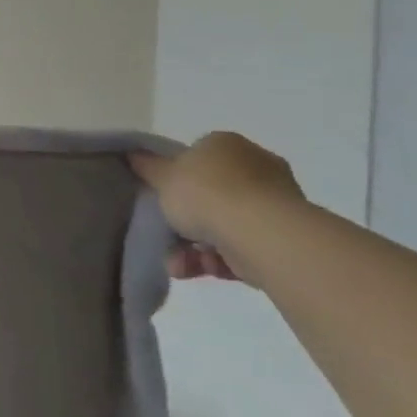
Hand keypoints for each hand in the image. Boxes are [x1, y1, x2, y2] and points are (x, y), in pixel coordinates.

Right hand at [131, 133, 301, 280]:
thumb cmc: (206, 192)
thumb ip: (147, 166)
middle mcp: (257, 168)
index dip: (176, 178)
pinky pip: (240, 247)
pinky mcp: (284, 239)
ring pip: (223, 225)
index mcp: (228, 145)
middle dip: (186, 219)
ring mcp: (275, 204)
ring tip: (176, 264)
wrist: (260, 233)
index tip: (162, 196)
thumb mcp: (162, 175)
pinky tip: (196, 270)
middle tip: (165, 234)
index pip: (198, 157)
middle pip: (211, 194)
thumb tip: (133, 154)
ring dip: (194, 247)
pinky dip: (217, 260)